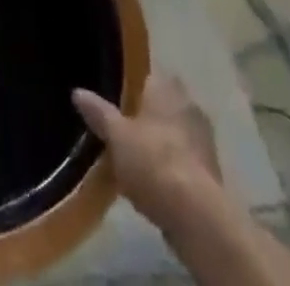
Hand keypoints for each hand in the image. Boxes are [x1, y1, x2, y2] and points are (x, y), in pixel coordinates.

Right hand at [73, 72, 222, 233]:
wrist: (196, 214)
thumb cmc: (153, 161)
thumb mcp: (116, 136)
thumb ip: (99, 112)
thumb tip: (77, 91)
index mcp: (165, 85)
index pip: (146, 74)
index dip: (130, 85)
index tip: (115, 98)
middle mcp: (187, 102)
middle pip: (161, 102)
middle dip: (146, 114)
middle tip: (122, 129)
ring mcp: (203, 136)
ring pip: (174, 130)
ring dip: (161, 141)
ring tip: (136, 158)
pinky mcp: (211, 168)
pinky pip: (184, 157)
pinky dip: (172, 164)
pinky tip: (156, 181)